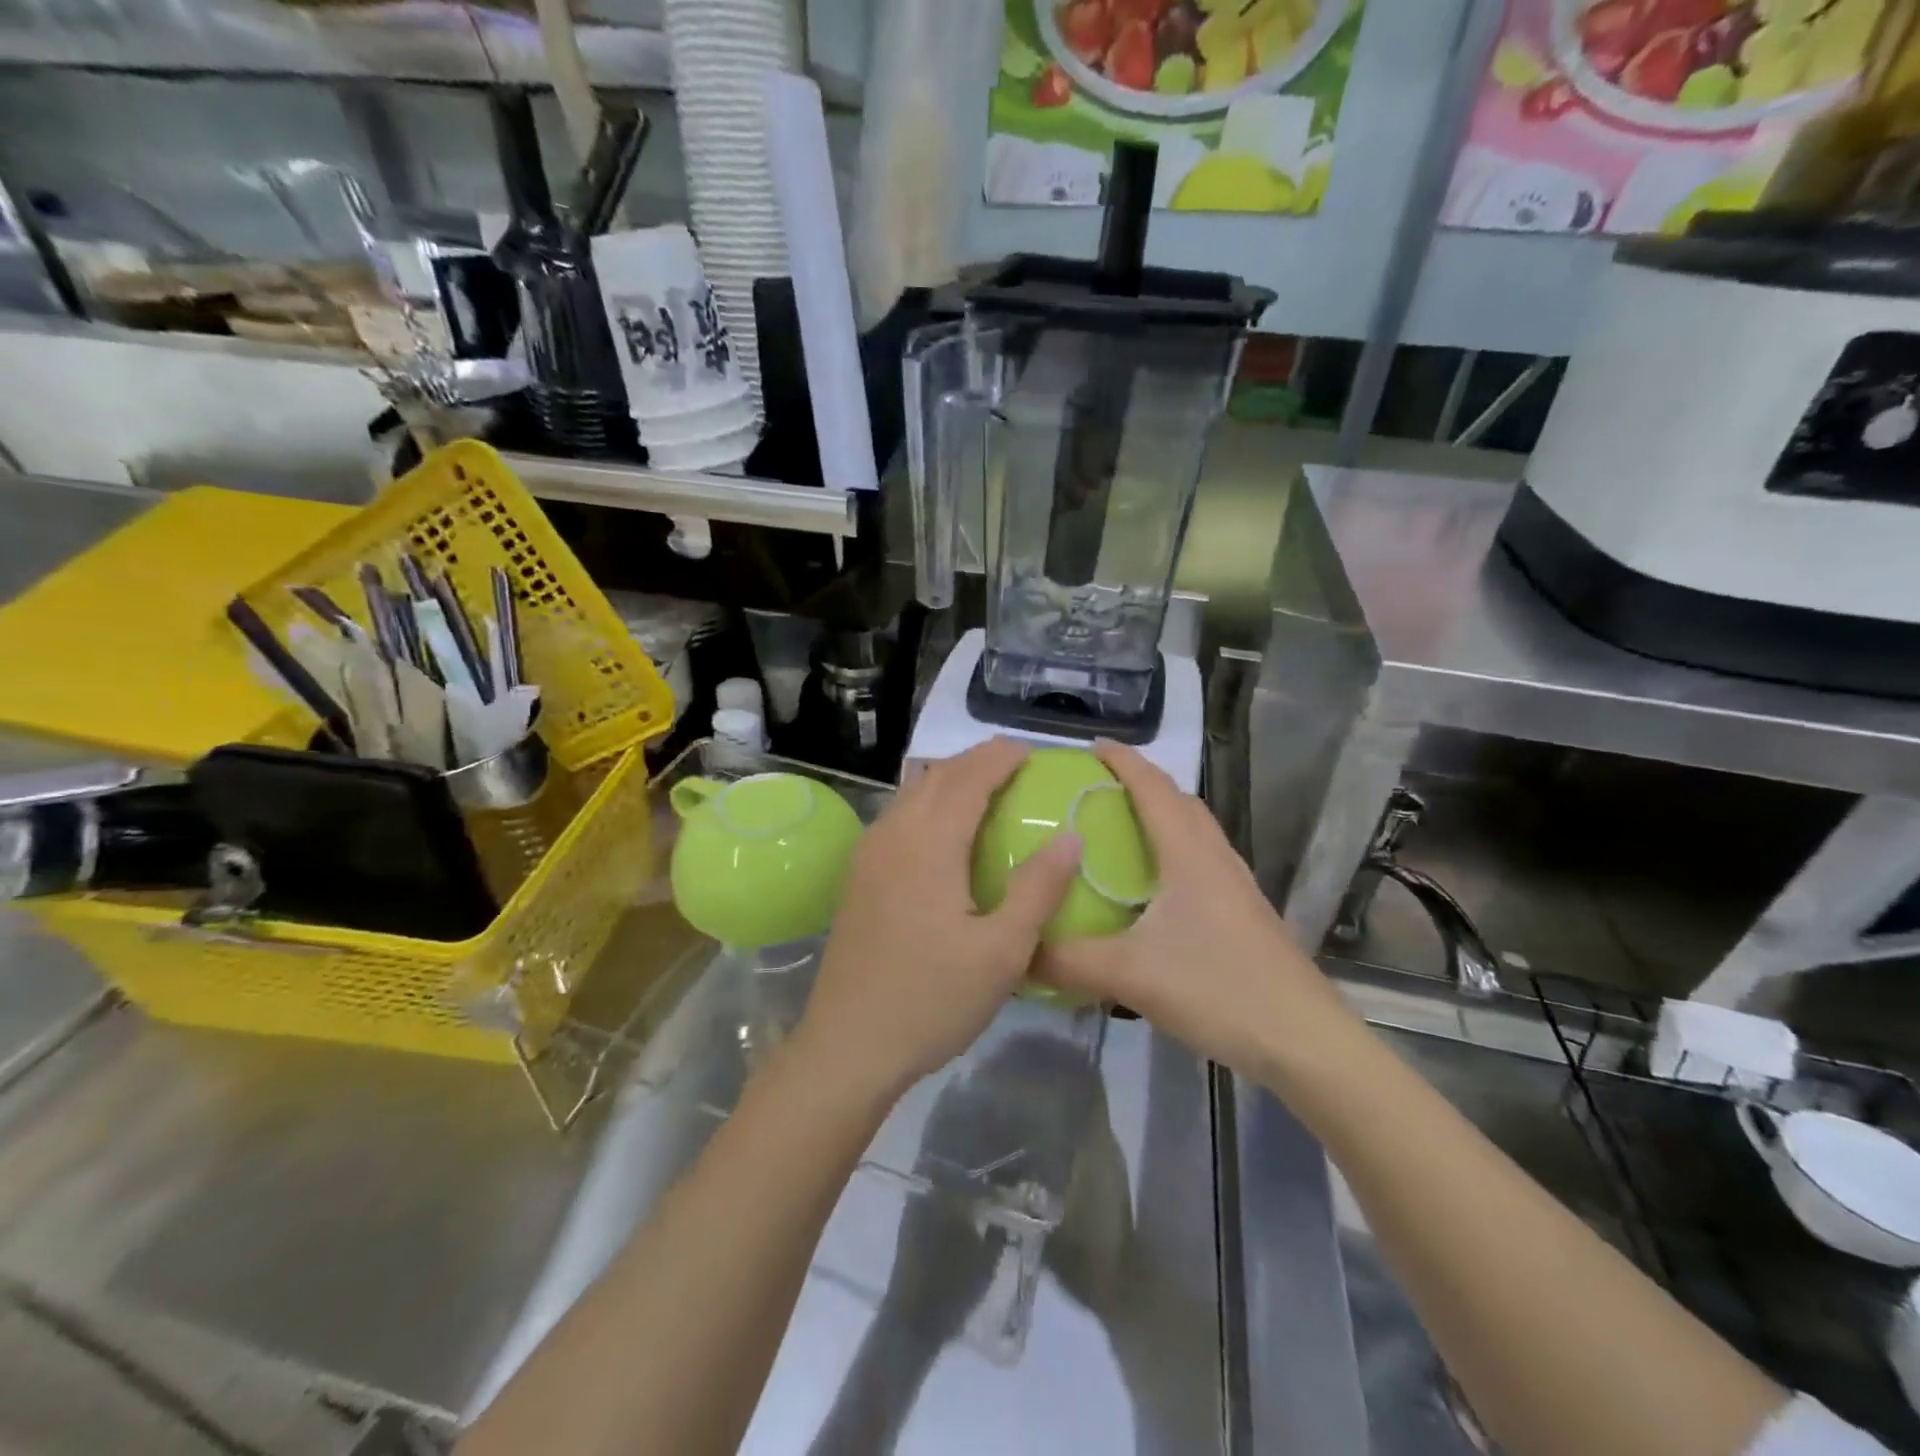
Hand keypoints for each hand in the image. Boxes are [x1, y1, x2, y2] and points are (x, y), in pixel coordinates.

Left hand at [796, 737, 1082, 1101]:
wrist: (848, 1045)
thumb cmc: (932, 999)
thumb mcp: (1002, 951)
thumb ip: (1038, 888)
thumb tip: (1069, 837)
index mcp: (929, 843)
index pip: (968, 778)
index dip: (999, 758)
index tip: (1030, 751)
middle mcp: (893, 835)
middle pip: (936, 777)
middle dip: (974, 762)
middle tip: (1013, 767)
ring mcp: (868, 855)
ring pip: (911, 795)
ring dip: (948, 781)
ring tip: (983, 791)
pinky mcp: (857, 877)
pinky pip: (897, 819)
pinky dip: (926, 805)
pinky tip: (942, 834)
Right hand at [1035, 741, 1352, 1077]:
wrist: (1303, 1040)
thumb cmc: (1218, 989)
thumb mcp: (1130, 974)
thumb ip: (1066, 960)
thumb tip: (1014, 951)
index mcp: (1188, 853)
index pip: (1152, 787)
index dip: (1122, 760)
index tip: (1088, 747)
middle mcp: (1214, 857)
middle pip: (1177, 801)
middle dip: (1139, 782)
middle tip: (1095, 787)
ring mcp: (1234, 886)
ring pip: (1193, 831)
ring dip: (1159, 815)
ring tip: (1118, 829)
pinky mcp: (1242, 913)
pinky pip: (1199, 861)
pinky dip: (1171, 851)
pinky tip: (1151, 889)